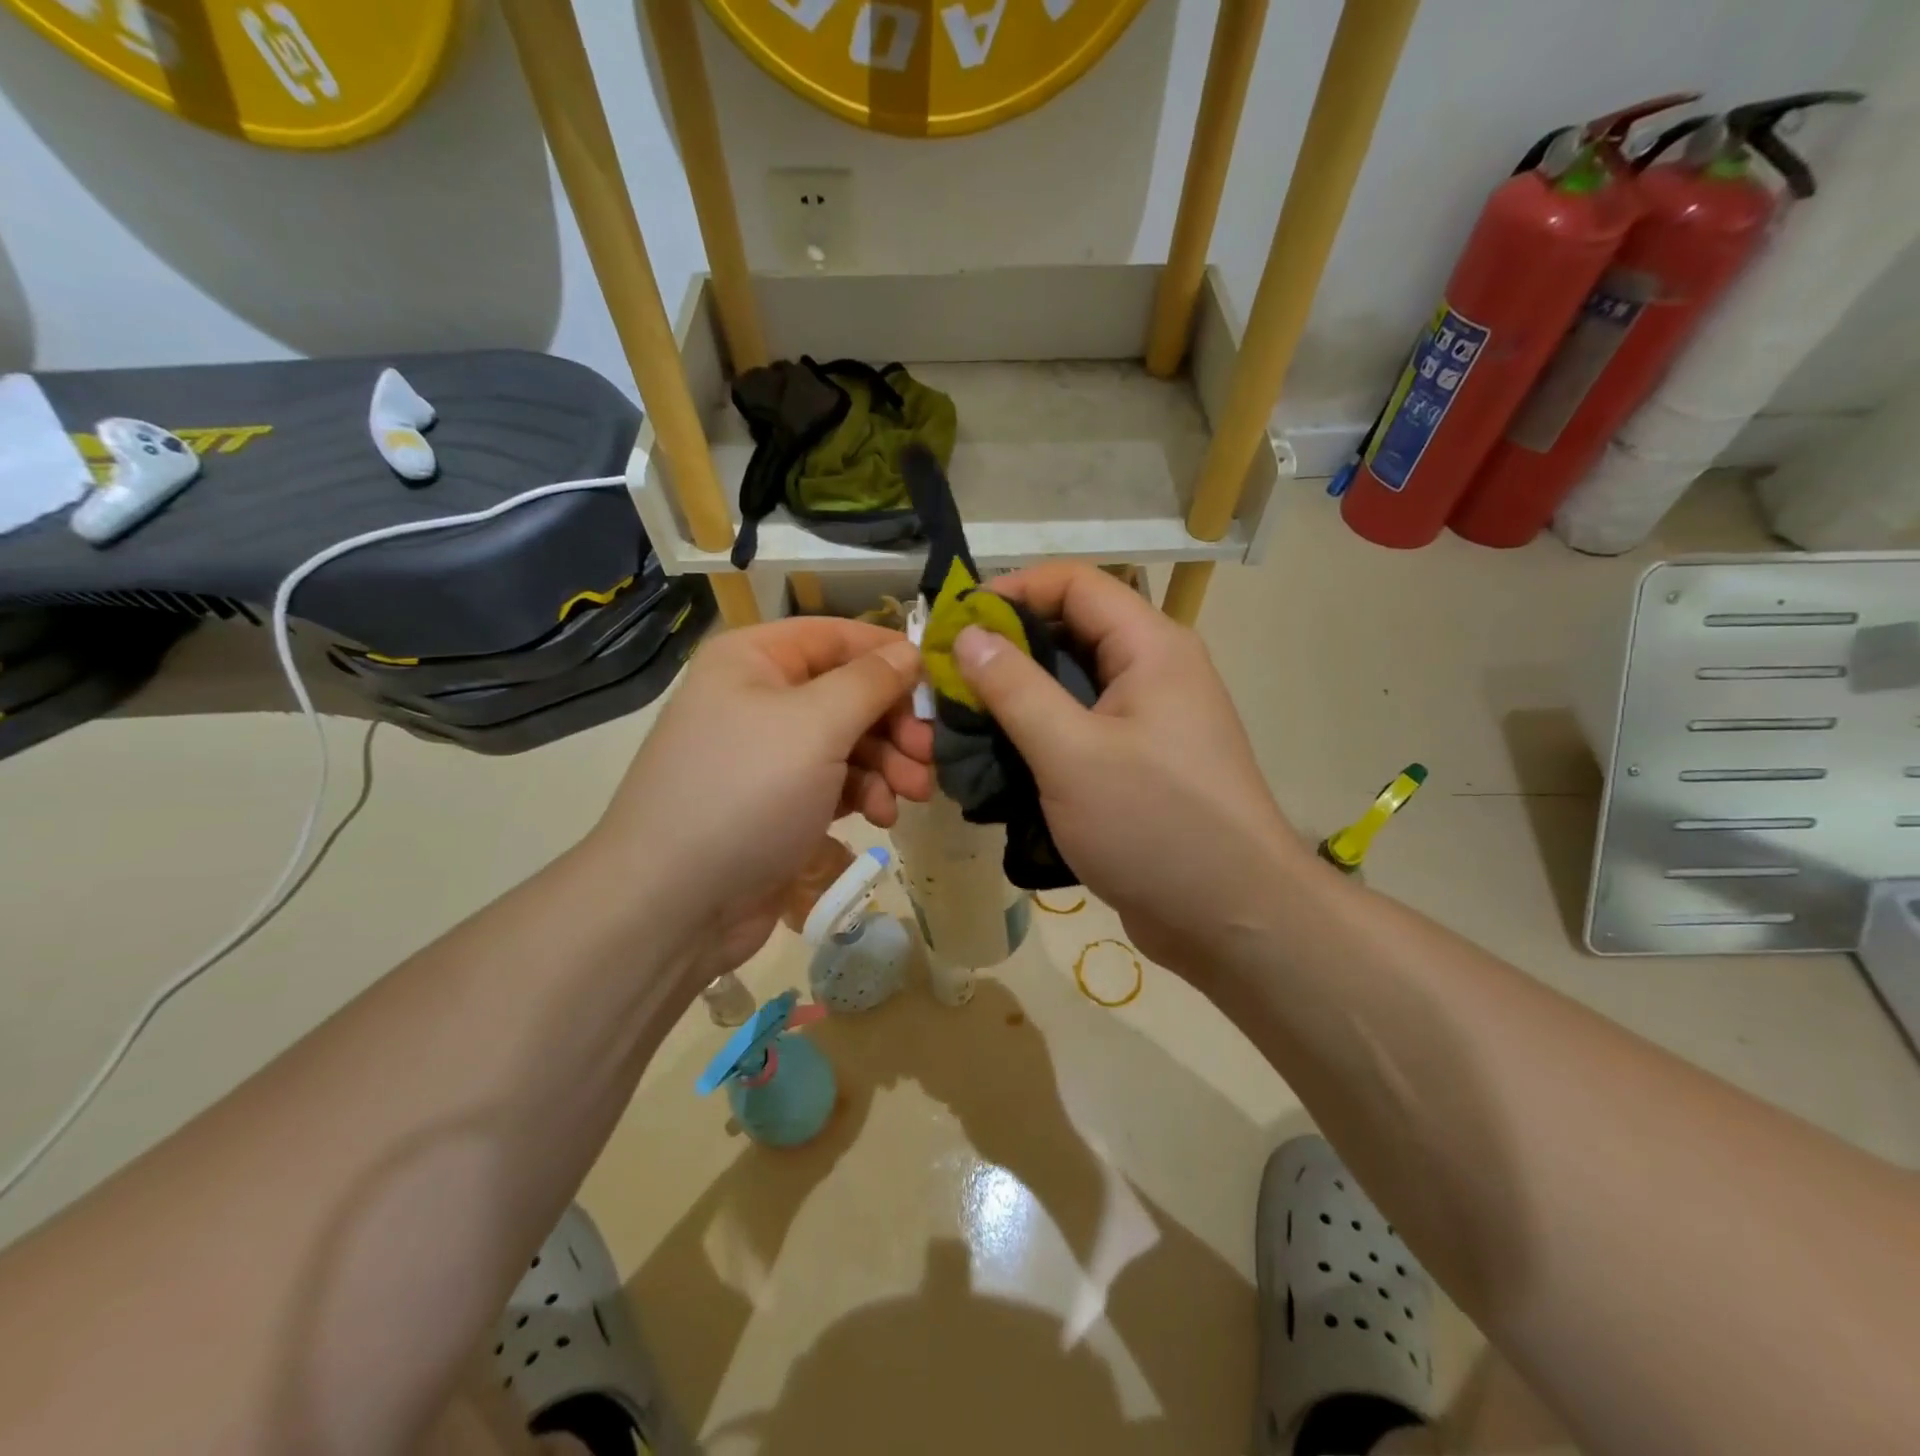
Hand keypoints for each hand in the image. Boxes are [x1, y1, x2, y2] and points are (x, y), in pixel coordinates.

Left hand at [594, 617, 931, 978]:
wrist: (674, 904)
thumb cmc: (746, 794)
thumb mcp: (815, 725)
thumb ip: (871, 682)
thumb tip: (911, 651)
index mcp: (754, 660)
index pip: (837, 636)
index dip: (890, 654)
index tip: (940, 683)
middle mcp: (759, 699)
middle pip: (849, 693)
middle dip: (895, 723)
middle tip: (931, 755)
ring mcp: (769, 755)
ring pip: (849, 741)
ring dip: (888, 764)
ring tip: (912, 794)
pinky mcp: (780, 803)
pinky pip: (835, 782)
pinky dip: (864, 793)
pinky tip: (881, 817)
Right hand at [954, 564, 1305, 971]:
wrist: (1232, 917)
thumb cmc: (1155, 824)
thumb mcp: (1071, 753)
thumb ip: (1015, 689)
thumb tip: (968, 635)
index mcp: (1151, 647)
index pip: (1074, 583)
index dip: (1011, 591)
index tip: (955, 626)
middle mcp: (1154, 670)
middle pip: (1071, 630)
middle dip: (1007, 649)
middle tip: (948, 679)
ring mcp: (1150, 719)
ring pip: (1072, 684)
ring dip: (1018, 696)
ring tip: (962, 721)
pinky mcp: (1139, 762)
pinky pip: (1081, 728)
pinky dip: (1039, 734)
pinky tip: (999, 759)